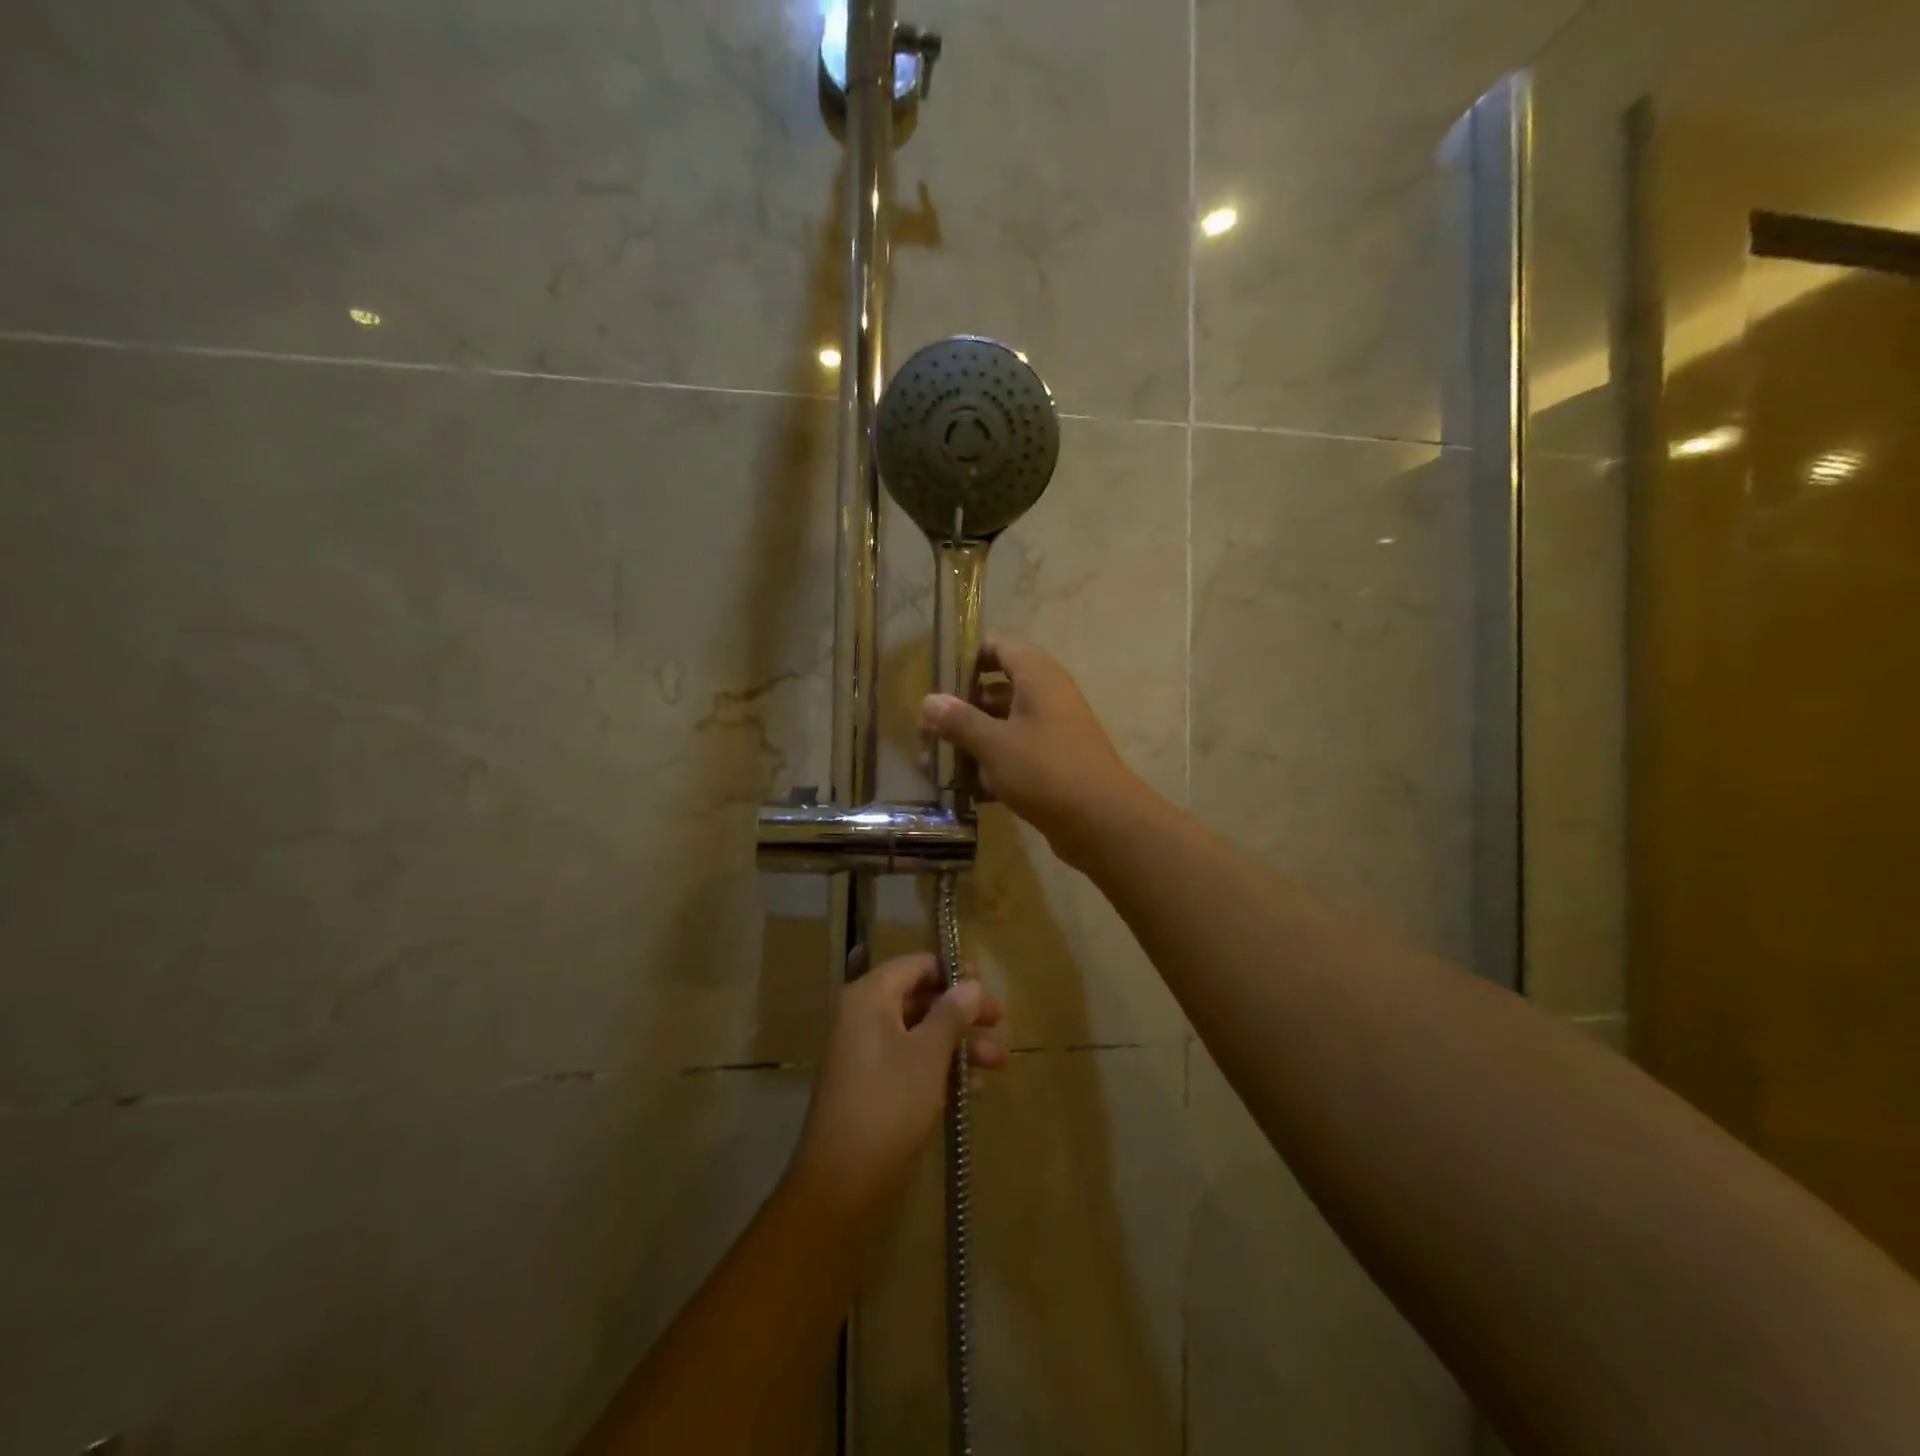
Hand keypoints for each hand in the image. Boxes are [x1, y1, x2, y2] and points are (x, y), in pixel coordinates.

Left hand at [786, 953, 1006, 1230]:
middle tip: (1000, 1020)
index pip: (915, 966)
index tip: (986, 982)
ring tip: (999, 1061)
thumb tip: (971, 983)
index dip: (952, 970)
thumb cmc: (889, 1103)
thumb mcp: (929, 1054)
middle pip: (920, 999)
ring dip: (959, 1044)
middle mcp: (863, 1018)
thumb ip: (952, 1013)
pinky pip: (911, 1063)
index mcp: (869, 998)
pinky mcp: (873, 1088)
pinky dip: (941, 1069)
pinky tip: (974, 1089)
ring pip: (919, 1034)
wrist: (842, 1183)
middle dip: (962, 1011)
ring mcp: (866, 1055)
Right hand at [920, 638, 1148, 868]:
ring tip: (931, 763)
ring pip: (1002, 727)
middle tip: (925, 729)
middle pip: (995, 690)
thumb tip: (928, 700)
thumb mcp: (994, 743)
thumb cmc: (1045, 770)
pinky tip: (961, 788)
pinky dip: (989, 767)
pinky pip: (1013, 756)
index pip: (998, 648)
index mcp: (1037, 677)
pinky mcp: (1052, 765)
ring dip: (969, 742)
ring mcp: (1051, 732)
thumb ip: (959, 720)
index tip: (934, 676)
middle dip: (959, 709)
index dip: (966, 657)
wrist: (1102, 822)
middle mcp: (1046, 697)